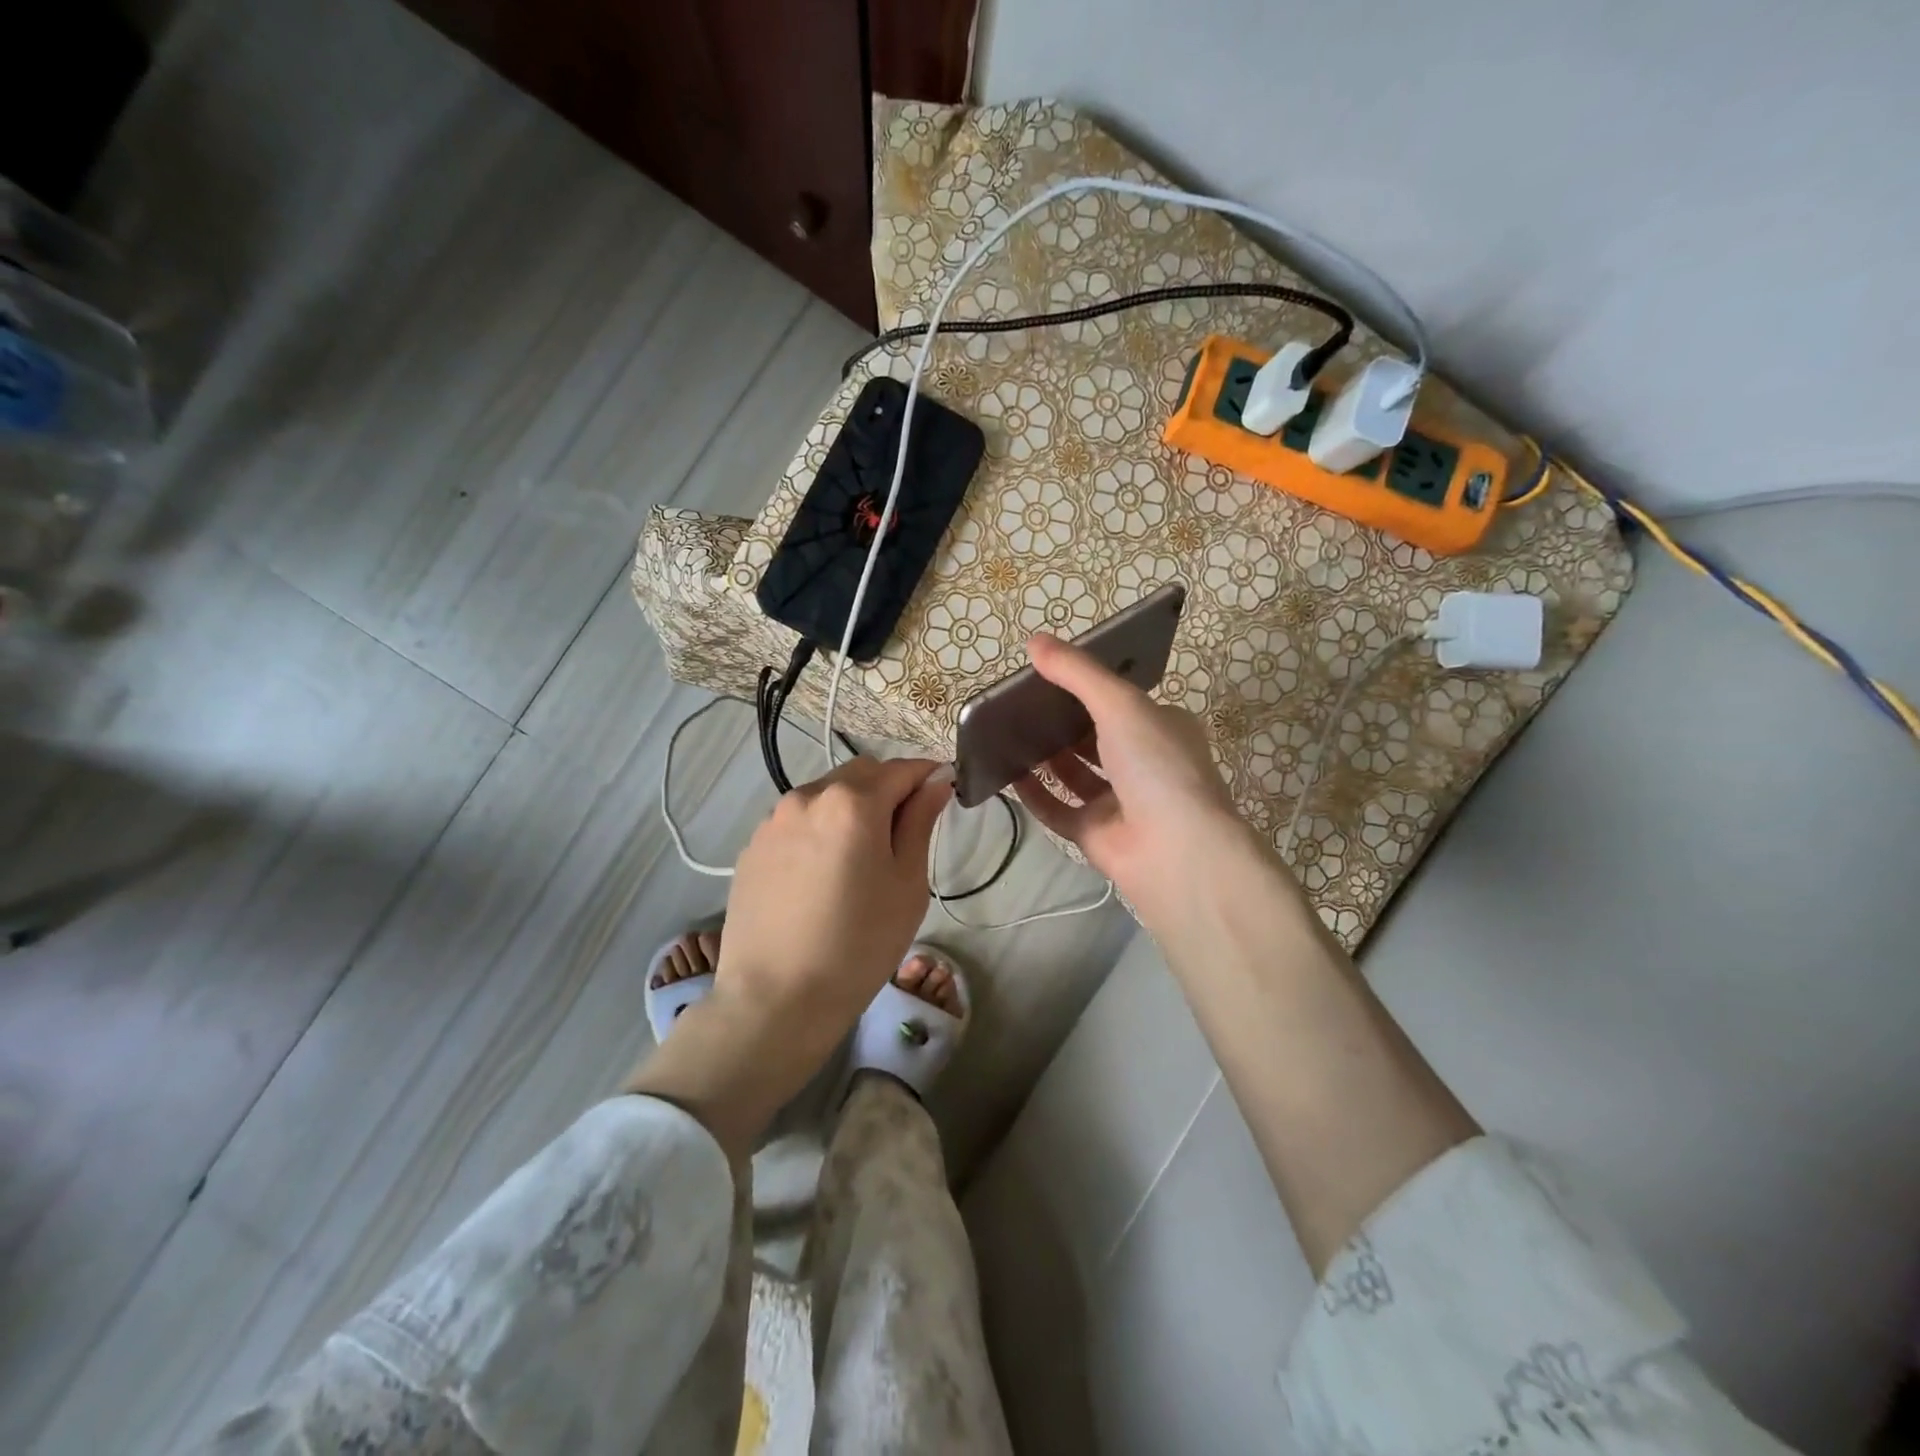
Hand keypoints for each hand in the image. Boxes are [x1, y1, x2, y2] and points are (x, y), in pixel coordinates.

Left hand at [625, 754, 949, 1156]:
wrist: (776, 998)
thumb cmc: (859, 943)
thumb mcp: (907, 884)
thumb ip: (920, 823)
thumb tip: (934, 784)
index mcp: (853, 801)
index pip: (902, 769)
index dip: (928, 776)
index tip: (944, 791)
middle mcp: (808, 795)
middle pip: (861, 774)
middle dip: (889, 787)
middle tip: (905, 829)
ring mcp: (773, 819)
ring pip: (826, 794)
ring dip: (852, 807)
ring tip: (861, 855)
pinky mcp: (753, 845)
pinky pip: (797, 820)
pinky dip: (820, 827)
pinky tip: (824, 872)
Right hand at [1014, 632, 1265, 927]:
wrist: (1175, 850)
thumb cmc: (1156, 764)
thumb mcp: (1119, 704)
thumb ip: (1077, 673)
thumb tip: (1034, 640)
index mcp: (1161, 727)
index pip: (1120, 700)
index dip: (1086, 686)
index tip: (1047, 674)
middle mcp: (1143, 763)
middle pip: (1094, 736)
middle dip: (1060, 721)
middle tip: (1018, 702)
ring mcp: (1119, 801)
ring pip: (1075, 773)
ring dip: (1045, 756)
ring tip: (1007, 733)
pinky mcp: (1096, 833)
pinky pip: (1058, 810)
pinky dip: (1035, 794)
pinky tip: (1007, 775)